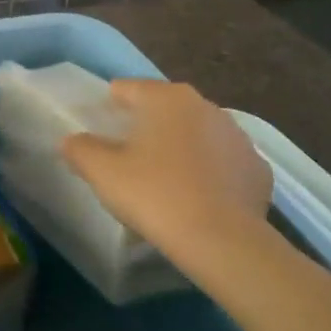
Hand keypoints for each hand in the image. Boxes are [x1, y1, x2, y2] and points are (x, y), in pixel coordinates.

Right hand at [60, 80, 273, 277]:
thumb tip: (72, 141)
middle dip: (146, 127)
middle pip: (164, 109)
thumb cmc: (154, 194)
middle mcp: (206, 107)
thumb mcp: (101, 171)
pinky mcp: (258, 169)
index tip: (97, 130)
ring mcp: (238, 137)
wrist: (222, 242)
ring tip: (162, 181)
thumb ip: (80, 149)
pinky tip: (196, 198)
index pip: (127, 89)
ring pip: (196, 135)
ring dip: (179, 149)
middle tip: (126, 158)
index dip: (108, 106)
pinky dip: (208, 173)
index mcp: (166, 98)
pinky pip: (222, 163)